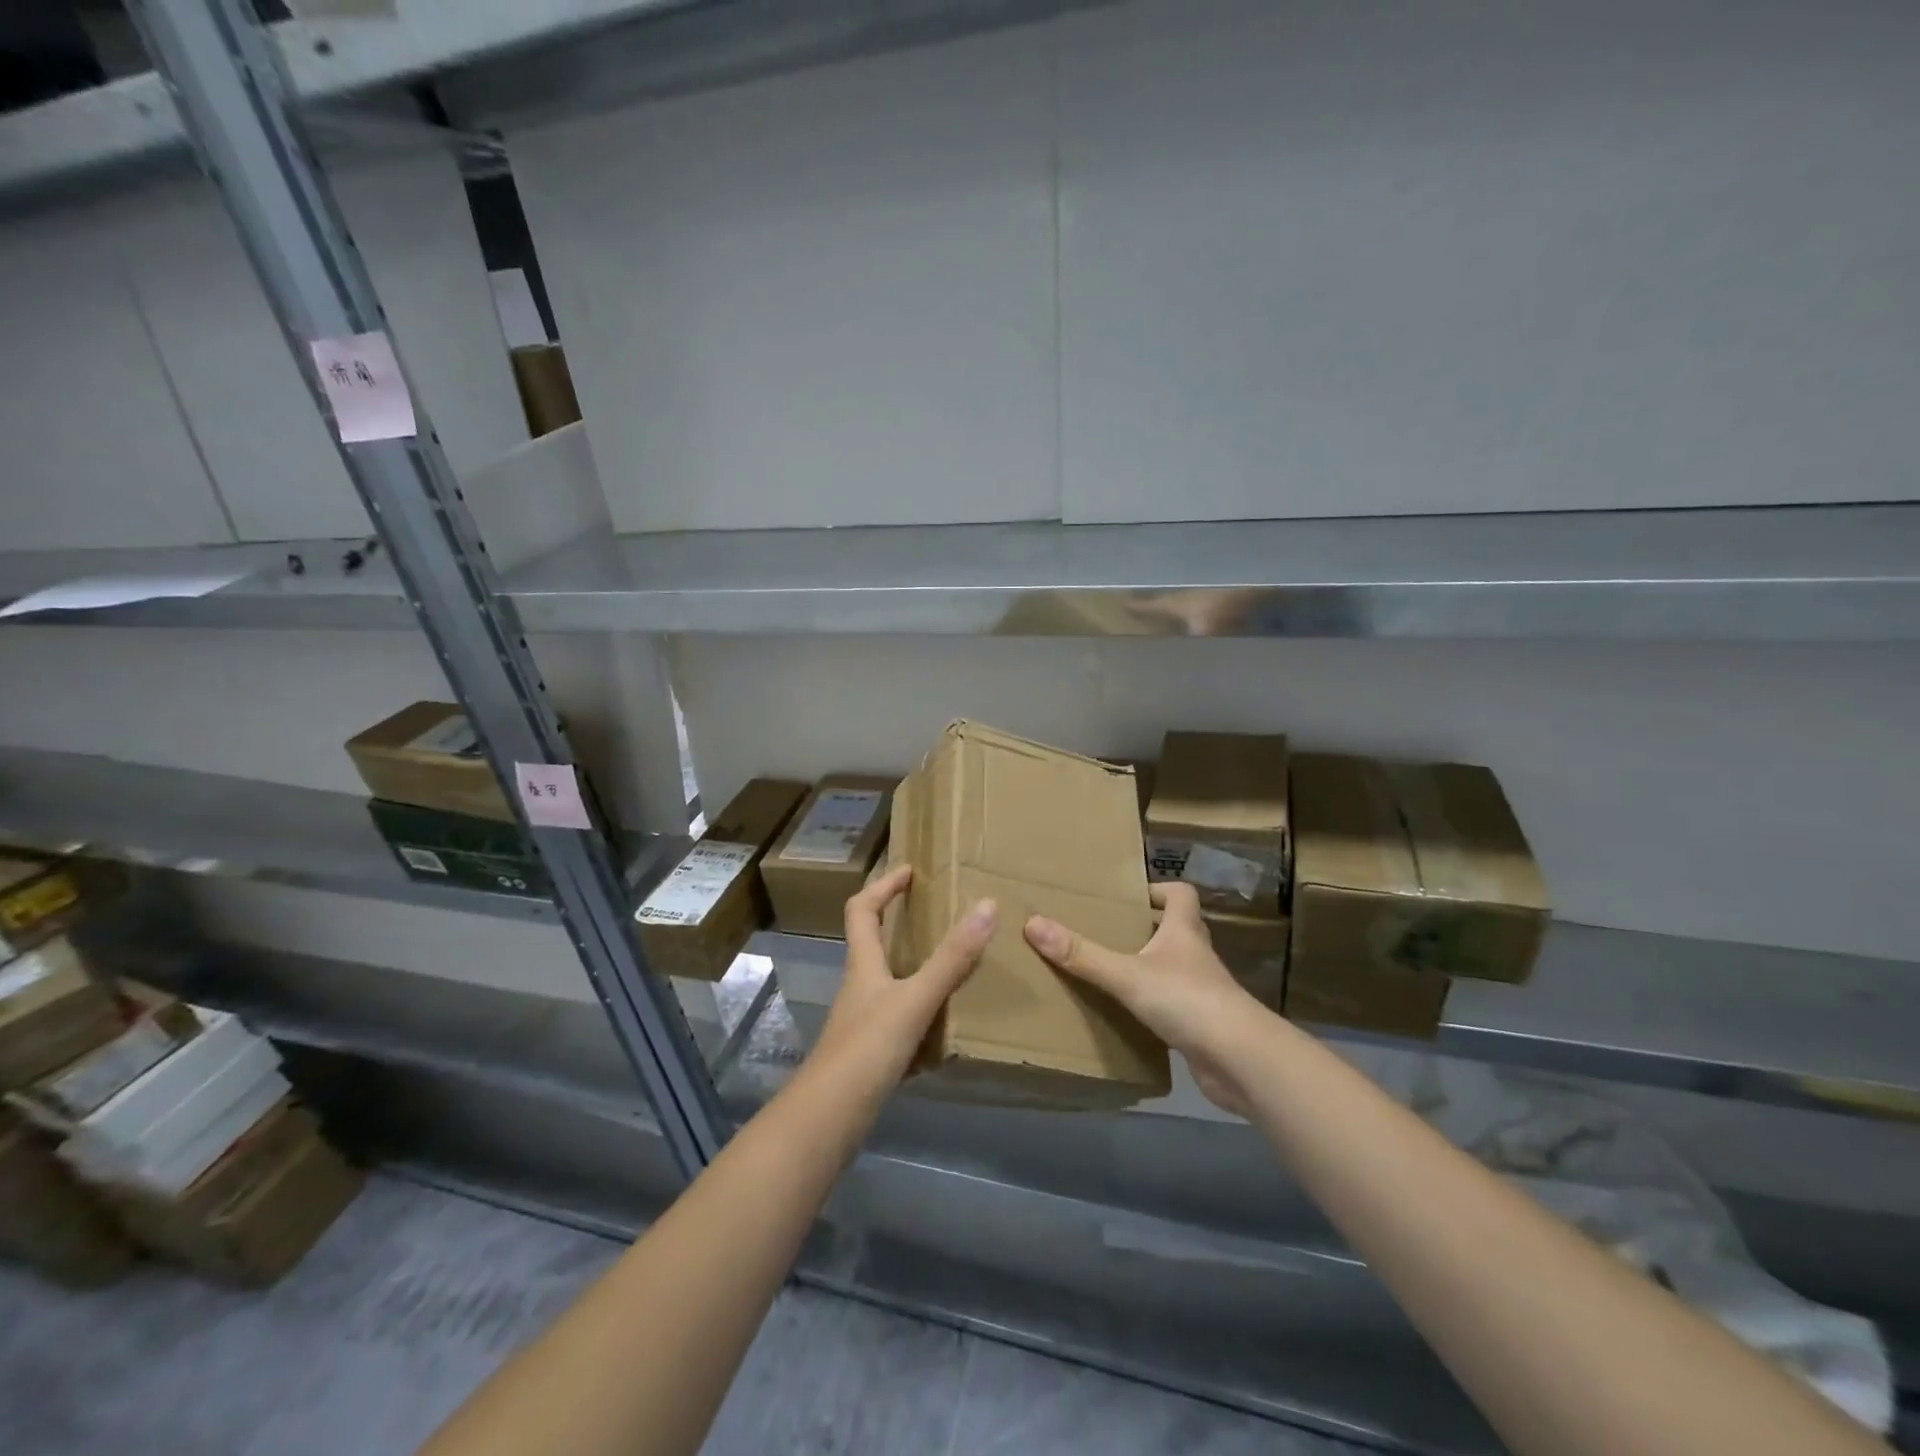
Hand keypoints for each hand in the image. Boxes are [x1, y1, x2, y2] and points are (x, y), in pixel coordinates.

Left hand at [811, 865, 994, 1093]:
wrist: (829, 1117)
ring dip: (916, 971)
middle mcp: (859, 986)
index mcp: (863, 964)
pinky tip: (946, 1029)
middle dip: (901, 924)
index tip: (910, 870)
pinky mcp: (870, 1052)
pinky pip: (900, 1021)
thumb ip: (951, 958)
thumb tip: (987, 905)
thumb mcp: (916, 998)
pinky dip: (922, 1016)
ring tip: (953, 967)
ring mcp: (862, 1021)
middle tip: (938, 914)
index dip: (883, 885)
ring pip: (890, 983)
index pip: (862, 909)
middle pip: (873, 943)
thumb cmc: (868, 1047)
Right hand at [1024, 882, 1268, 1116]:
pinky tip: (1127, 1017)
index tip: (1129, 896)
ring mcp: (1203, 992)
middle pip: (1175, 930)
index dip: (1158, 889)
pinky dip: (1153, 1007)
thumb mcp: (1127, 975)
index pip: (1180, 894)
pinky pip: (1173, 1007)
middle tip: (1107, 932)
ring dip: (1148, 968)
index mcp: (1184, 932)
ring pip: (1173, 969)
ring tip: (1109, 972)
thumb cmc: (1187, 1001)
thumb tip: (1033, 924)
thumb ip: (1082, 954)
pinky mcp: (1201, 1026)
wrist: (1241, 1061)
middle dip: (1145, 929)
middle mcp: (1196, 956)